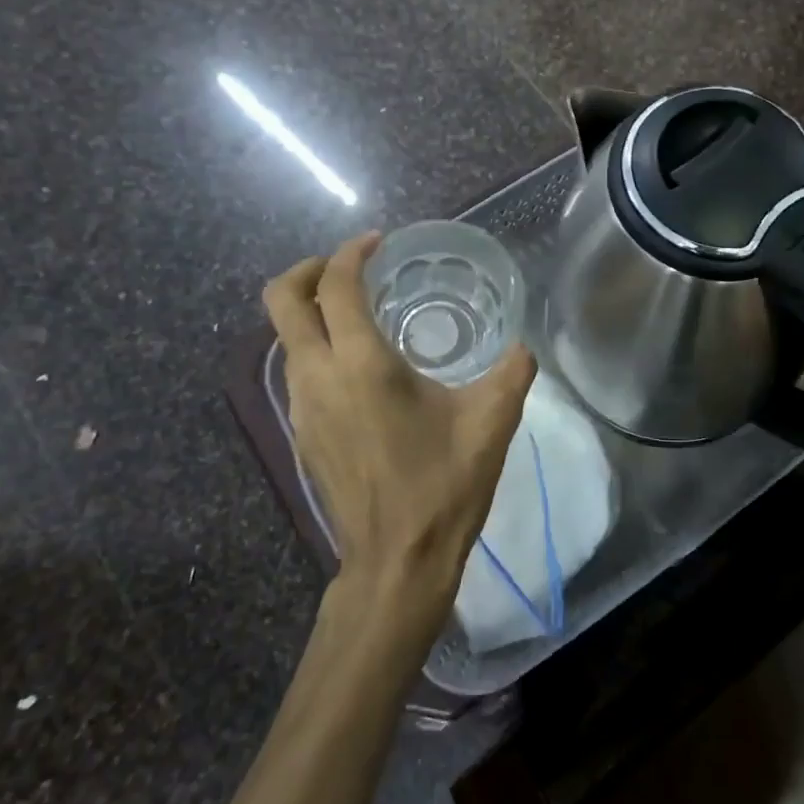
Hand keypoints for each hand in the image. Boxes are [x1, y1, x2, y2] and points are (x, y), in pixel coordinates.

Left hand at [264, 232, 536, 643]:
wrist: (398, 560)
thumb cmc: (444, 484)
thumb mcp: (492, 420)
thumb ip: (513, 370)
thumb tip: (522, 347)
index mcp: (361, 363)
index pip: (335, 285)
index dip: (350, 252)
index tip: (377, 243)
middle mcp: (318, 376)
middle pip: (281, 300)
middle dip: (307, 269)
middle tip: (347, 266)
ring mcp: (301, 408)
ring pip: (285, 338)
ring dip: (312, 312)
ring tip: (360, 315)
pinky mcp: (301, 434)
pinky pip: (297, 371)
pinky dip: (317, 348)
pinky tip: (360, 369)